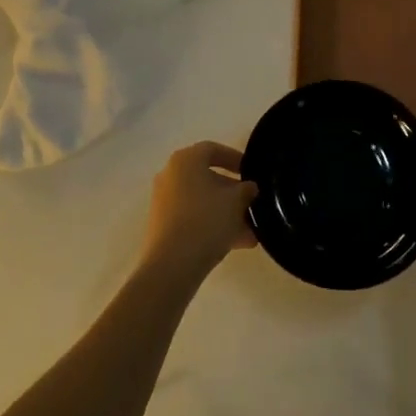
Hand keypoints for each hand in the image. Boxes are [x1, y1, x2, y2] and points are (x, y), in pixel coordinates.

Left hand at [139, 142, 257, 285]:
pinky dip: (212, 225)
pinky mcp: (162, 225)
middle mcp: (171, 175)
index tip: (250, 172)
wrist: (172, 265)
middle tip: (252, 205)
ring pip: (202, 201)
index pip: (213, 149)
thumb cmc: (206, 221)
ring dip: (226, 213)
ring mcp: (164, 201)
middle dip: (233, 192)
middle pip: (207, 177)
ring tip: (250, 232)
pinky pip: (193, 218)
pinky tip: (236, 244)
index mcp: (186, 160)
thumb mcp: (236, 202)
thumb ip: (246, 190)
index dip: (234, 158)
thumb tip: (249, 187)